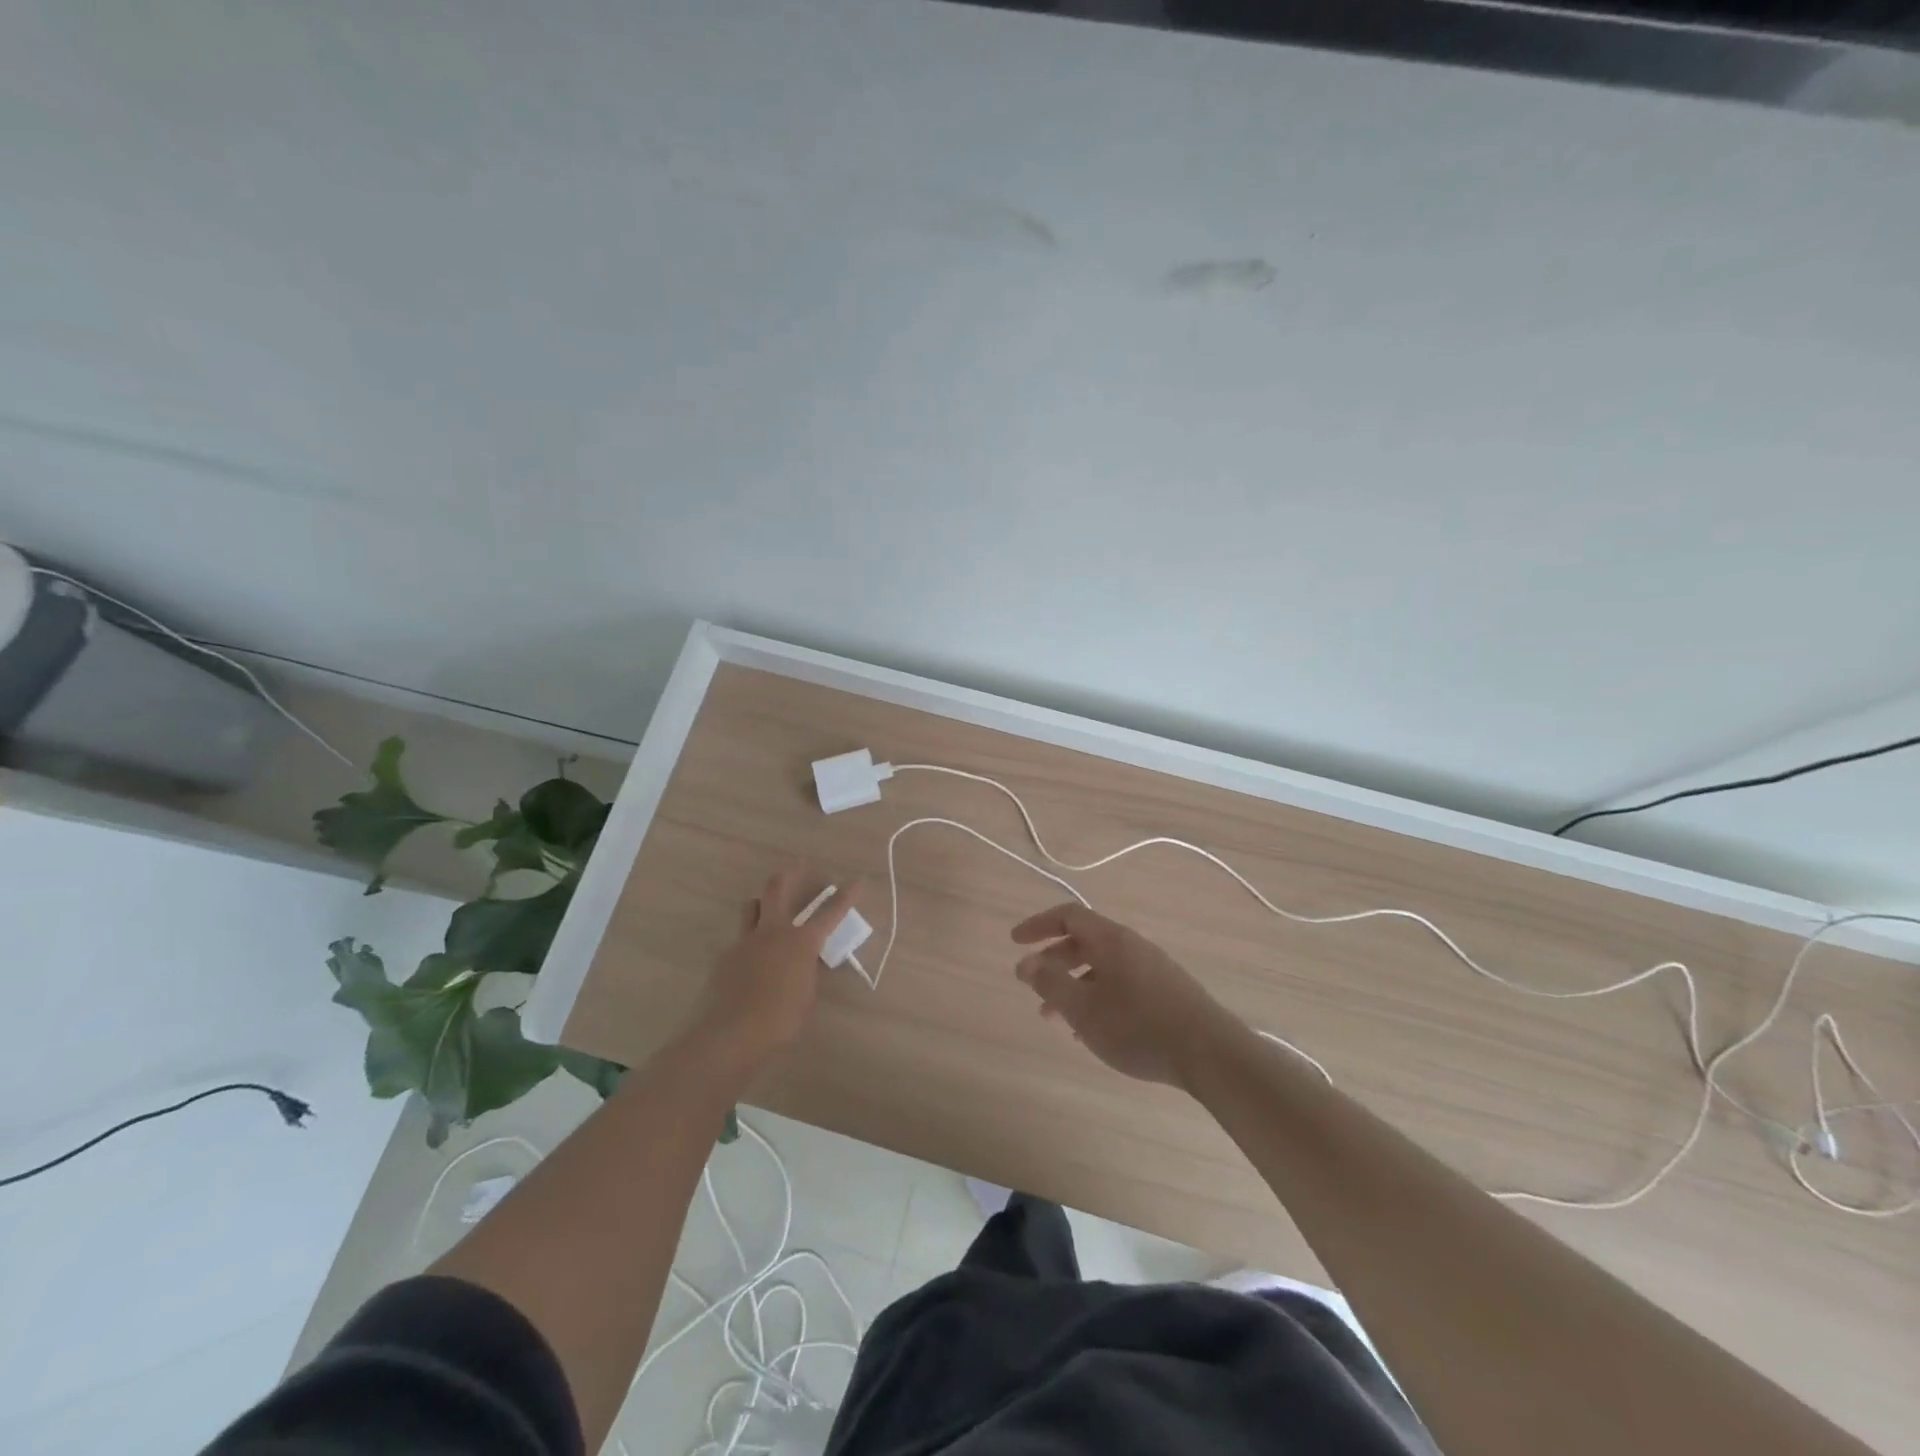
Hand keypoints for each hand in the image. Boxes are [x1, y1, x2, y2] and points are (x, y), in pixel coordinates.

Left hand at [689, 870, 860, 1070]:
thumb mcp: (805, 996)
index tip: (857, 880)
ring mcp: (745, 941)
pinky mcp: (725, 957)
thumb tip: (804, 962)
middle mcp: (772, 932)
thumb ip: (806, 972)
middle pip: (777, 888)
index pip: (830, 912)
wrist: (729, 1035)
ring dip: (762, 903)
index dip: (846, 895)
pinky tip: (750, 966)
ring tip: (769, 911)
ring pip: (751, 906)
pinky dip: (749, 944)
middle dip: (790, 875)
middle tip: (799, 870)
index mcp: (801, 943)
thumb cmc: (779, 1021)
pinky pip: (739, 940)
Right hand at [1012, 904, 1237, 1087]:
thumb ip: (1050, 983)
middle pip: (1084, 941)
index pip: (1068, 915)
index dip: (1038, 925)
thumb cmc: (1138, 1026)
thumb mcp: (1083, 1008)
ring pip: (1101, 967)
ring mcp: (1152, 968)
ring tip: (1054, 1018)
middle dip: (1053, 961)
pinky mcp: (1165, 992)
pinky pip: (1119, 984)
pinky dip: (1096, 998)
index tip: (1015, 942)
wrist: (1209, 1053)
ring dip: (1073, 985)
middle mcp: (1132, 945)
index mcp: (1111, 939)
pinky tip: (1090, 1032)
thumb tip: (1025, 963)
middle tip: (1032, 987)